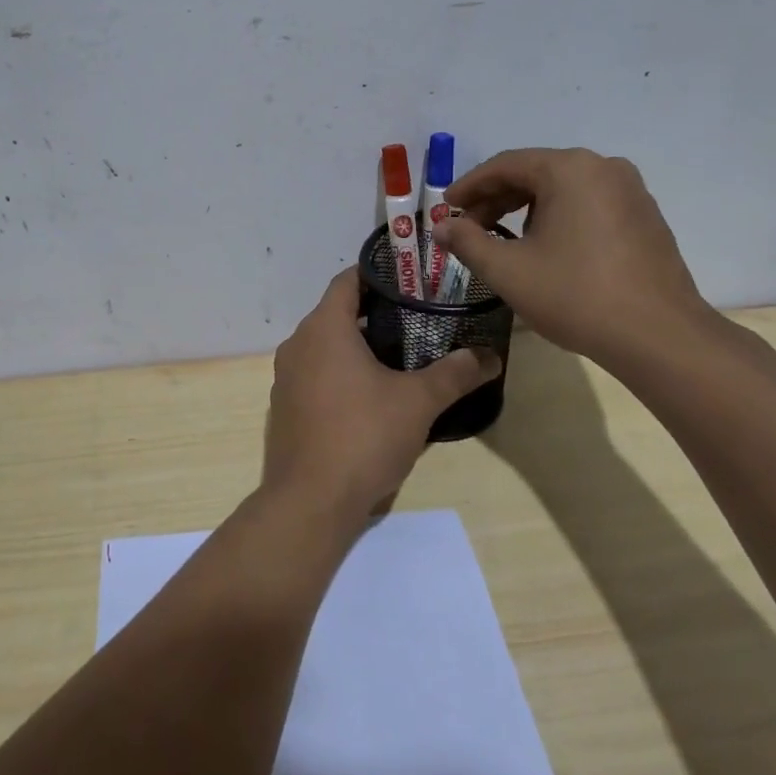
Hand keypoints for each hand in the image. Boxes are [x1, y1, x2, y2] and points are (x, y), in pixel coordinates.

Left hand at [264, 269, 500, 534]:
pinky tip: (369, 394)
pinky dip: (339, 372)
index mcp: (324, 328)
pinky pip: (314, 374)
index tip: (410, 279)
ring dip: (356, 345)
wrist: (310, 500)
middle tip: (416, 318)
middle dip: (374, 312)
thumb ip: (454, 374)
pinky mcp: (284, 406)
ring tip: (399, 355)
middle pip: (336, 312)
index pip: (347, 280)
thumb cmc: (363, 436)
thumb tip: (490, 356)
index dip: (377, 274)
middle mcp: (297, 344)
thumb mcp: (418, 402)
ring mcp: (286, 377)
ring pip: (324, 345)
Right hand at [433, 148, 709, 366]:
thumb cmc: (575, 295)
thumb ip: (467, 242)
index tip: (445, 208)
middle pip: (536, 173)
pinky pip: (589, 204)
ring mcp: (630, 191)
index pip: (505, 165)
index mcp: (569, 169)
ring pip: (563, 189)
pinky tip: (546, 248)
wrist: (659, 336)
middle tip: (468, 227)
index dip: (469, 186)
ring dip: (526, 209)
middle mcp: (603, 168)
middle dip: (496, 199)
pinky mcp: (645, 217)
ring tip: (504, 241)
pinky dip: (558, 217)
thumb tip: (441, 227)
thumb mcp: (507, 270)